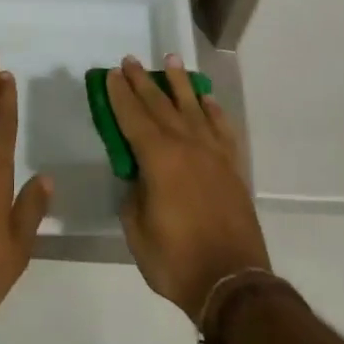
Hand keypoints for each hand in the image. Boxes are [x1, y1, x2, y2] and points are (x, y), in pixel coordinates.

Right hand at [108, 54, 269, 325]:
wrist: (232, 283)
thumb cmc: (176, 261)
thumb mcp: (137, 231)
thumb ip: (134, 196)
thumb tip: (139, 178)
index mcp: (159, 159)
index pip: (133, 118)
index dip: (120, 95)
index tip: (111, 74)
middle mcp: (187, 146)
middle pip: (160, 105)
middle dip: (143, 82)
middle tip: (130, 61)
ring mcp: (213, 154)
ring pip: (193, 108)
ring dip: (179, 83)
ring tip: (170, 60)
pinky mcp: (232, 167)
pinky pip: (222, 128)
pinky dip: (213, 110)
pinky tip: (206, 99)